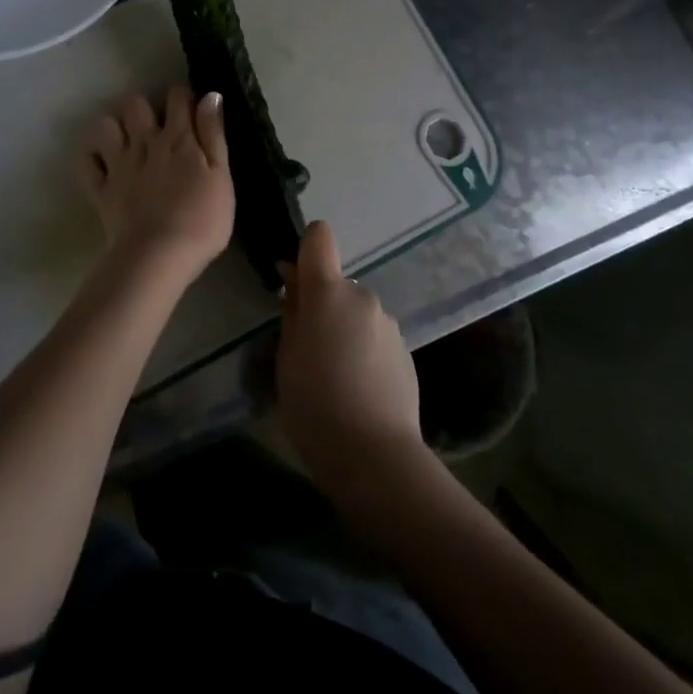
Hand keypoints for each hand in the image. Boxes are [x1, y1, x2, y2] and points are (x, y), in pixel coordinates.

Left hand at [77, 87, 232, 296]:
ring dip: (114, 128)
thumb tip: (211, 95)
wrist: (159, 256)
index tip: (191, 108)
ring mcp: (119, 165)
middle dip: (144, 107)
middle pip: (135, 103)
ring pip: (105, 125)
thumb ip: (213, 134)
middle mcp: (145, 142)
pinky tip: (102, 162)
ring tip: (126, 142)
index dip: (183, 96)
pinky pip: (86, 162)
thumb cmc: (201, 219)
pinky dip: (91, 157)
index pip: (177, 97)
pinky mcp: (101, 190)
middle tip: (156, 127)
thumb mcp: (221, 175)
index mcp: (178, 138)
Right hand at [277, 221, 425, 496]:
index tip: (296, 281)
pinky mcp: (406, 350)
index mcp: (328, 292)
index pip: (319, 237)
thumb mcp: (286, 357)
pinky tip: (359, 389)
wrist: (375, 456)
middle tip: (309, 352)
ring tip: (335, 378)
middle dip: (323, 306)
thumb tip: (294, 278)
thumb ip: (292, 311)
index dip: (306, 249)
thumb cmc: (315, 405)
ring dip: (344, 330)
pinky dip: (364, 351)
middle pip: (337, 284)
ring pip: (356, 313)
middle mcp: (363, 296)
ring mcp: (388, 323)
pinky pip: (375, 337)